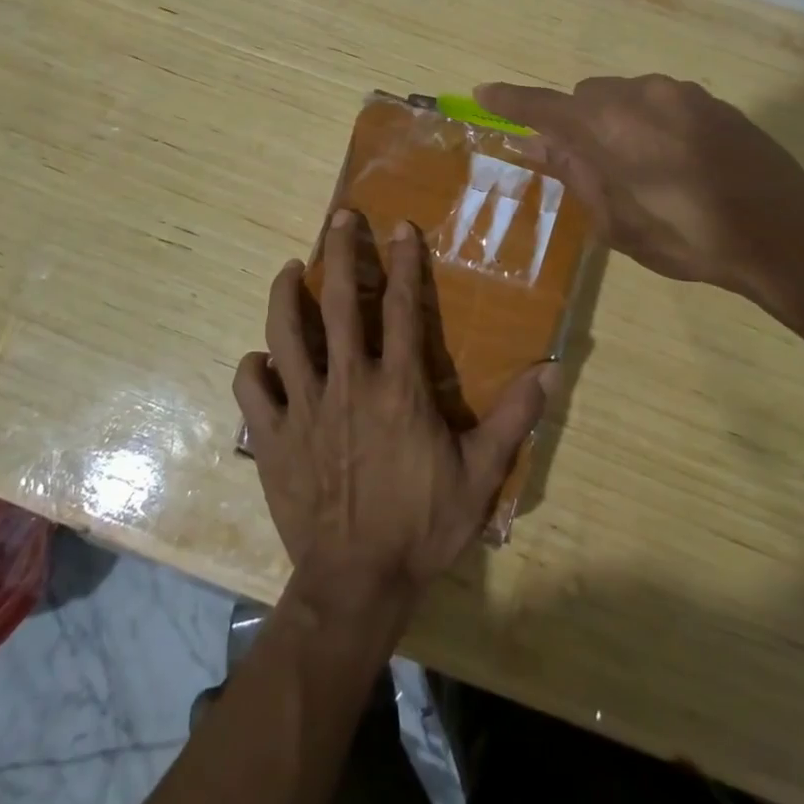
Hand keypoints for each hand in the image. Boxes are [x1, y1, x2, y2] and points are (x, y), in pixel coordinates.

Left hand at [234, 211, 556, 612]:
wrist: (357, 584)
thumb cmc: (422, 526)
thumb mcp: (480, 475)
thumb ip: (514, 418)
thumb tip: (551, 370)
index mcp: (398, 387)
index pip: (402, 308)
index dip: (403, 263)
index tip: (400, 227)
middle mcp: (348, 384)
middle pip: (339, 304)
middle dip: (341, 254)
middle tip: (340, 219)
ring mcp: (304, 408)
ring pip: (285, 335)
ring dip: (286, 296)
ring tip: (291, 270)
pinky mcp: (271, 437)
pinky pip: (252, 391)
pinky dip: (254, 368)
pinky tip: (261, 359)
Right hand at [476, 74, 803, 332]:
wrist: (784, 231)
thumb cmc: (689, 238)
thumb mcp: (619, 223)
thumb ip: (577, 175)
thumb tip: (540, 146)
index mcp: (608, 128)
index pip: (543, 107)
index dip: (510, 102)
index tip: (483, 93)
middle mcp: (639, 95)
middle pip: (585, 97)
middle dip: (574, 122)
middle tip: (582, 164)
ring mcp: (679, 93)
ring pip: (623, 95)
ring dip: (612, 121)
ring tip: (634, 168)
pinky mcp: (709, 100)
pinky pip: (658, 100)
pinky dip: (645, 120)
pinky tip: (671, 159)